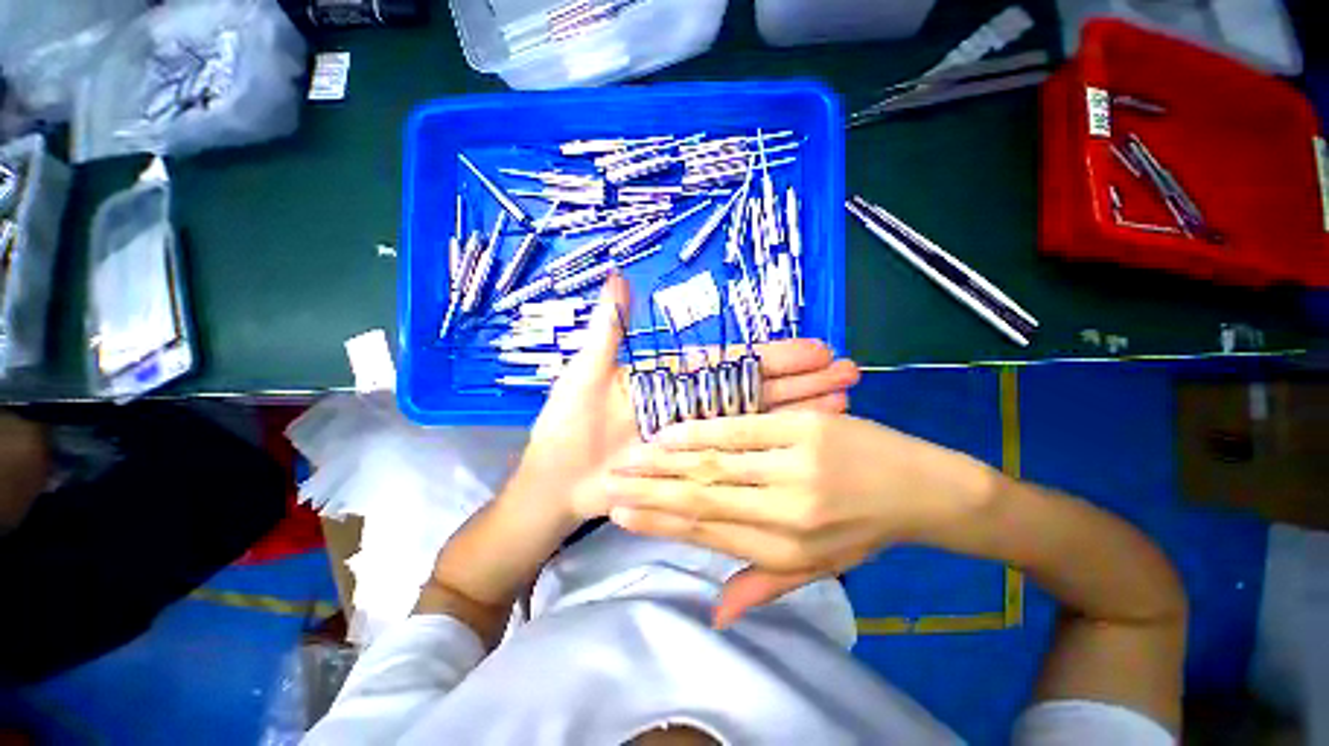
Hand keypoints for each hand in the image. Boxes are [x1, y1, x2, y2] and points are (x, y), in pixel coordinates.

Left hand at [513, 275, 862, 528]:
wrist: (558, 482)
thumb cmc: (568, 427)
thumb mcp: (586, 374)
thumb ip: (608, 330)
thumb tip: (617, 276)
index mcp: (674, 379)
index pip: (733, 363)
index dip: (773, 356)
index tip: (816, 348)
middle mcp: (695, 405)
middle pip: (755, 389)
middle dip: (802, 380)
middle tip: (848, 371)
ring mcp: (700, 437)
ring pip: (758, 419)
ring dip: (800, 410)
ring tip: (845, 401)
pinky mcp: (699, 466)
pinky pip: (740, 453)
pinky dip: (774, 445)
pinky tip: (811, 439)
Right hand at [598, 411, 995, 626]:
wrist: (926, 490)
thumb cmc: (867, 529)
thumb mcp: (819, 567)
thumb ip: (764, 584)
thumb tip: (715, 615)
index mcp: (786, 548)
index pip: (706, 534)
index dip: (659, 524)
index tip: (620, 514)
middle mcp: (785, 511)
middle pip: (701, 499)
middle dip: (650, 491)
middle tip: (609, 482)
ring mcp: (795, 466)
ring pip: (714, 464)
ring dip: (666, 461)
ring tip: (630, 458)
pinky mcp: (804, 430)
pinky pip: (741, 430)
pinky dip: (702, 432)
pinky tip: (672, 433)